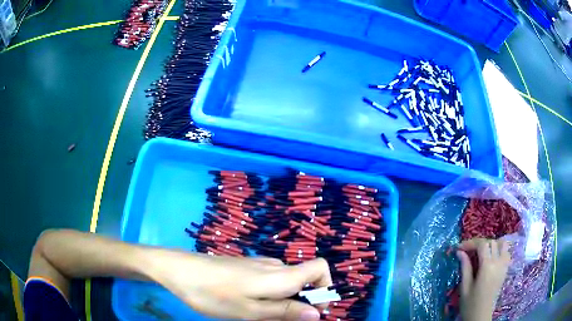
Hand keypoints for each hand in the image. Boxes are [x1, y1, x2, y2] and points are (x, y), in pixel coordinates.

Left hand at [145, 250, 331, 320]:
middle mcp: (274, 266)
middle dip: (299, 303)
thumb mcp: (250, 310)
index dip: (324, 288)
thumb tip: (317, 313)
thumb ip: (285, 312)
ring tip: (256, 315)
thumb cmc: (213, 294)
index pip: (320, 268)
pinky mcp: (246, 267)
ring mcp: (259, 264)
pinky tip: (245, 304)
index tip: (312, 311)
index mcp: (281, 275)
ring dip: (281, 302)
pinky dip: (268, 295)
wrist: (180, 270)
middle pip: (303, 280)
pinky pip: (268, 281)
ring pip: (285, 283)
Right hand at [456, 238, 510, 320]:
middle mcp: (498, 262)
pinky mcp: (506, 269)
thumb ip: (465, 267)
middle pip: (491, 242)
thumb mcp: (465, 287)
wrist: (480, 316)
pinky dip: (500, 250)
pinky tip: (492, 257)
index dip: (470, 243)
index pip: (482, 245)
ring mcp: (504, 265)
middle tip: (468, 251)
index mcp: (487, 266)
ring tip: (482, 253)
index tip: (459, 247)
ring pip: (502, 244)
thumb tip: (460, 252)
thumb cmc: (470, 304)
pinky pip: (506, 252)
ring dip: (492, 244)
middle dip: (479, 244)